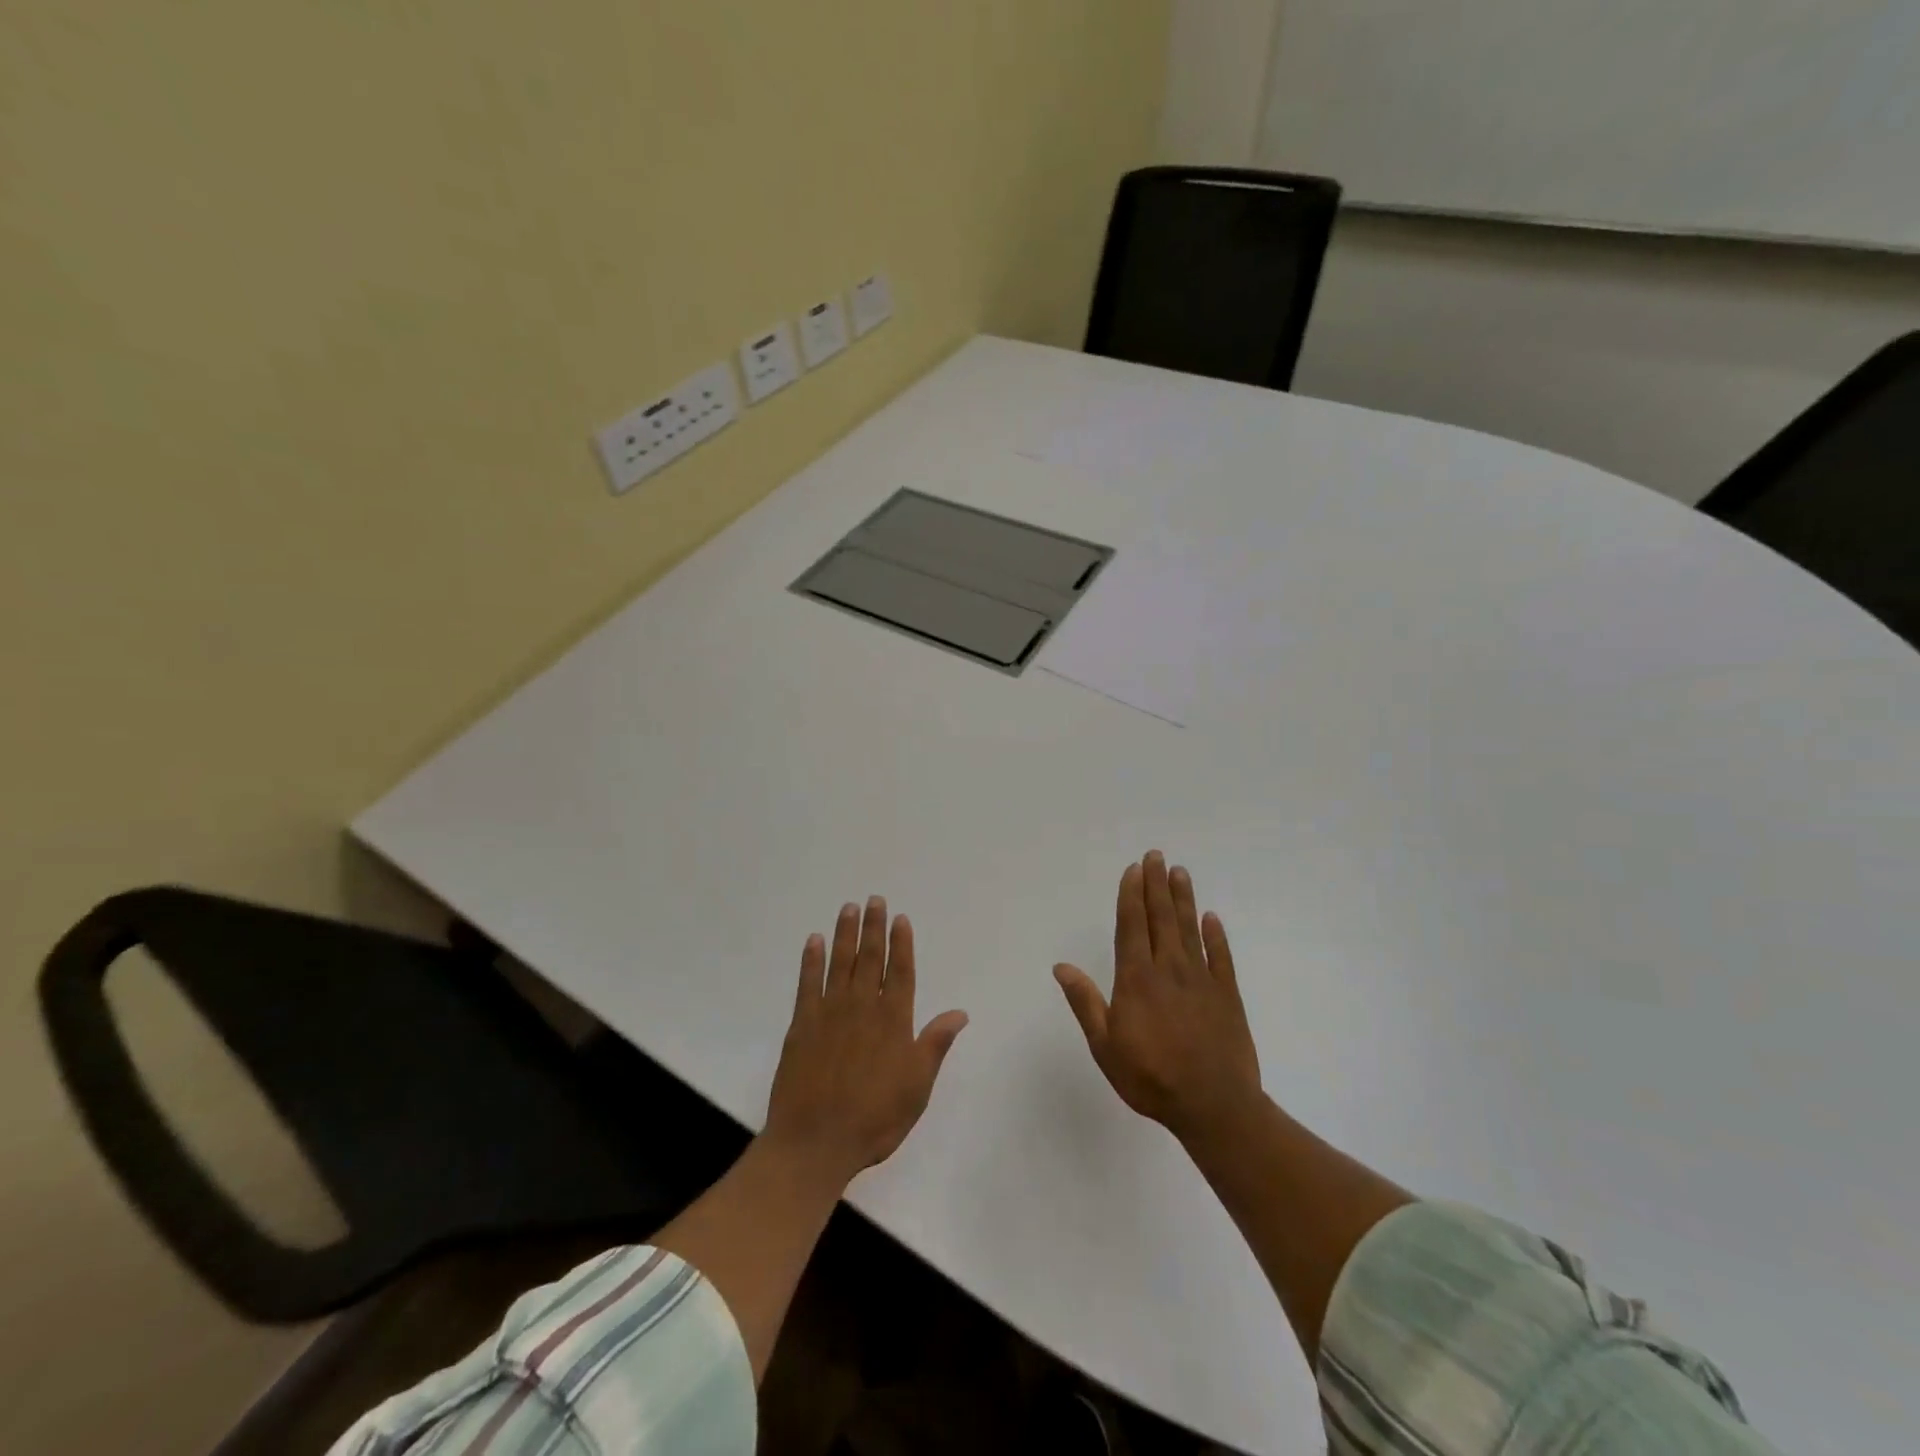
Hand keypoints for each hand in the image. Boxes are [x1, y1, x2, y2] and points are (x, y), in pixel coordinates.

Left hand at [763, 896, 968, 1189]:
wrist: (815, 1142)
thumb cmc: (874, 1118)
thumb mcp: (917, 1087)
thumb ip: (935, 1044)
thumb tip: (960, 1012)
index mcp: (893, 1021)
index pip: (901, 971)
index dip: (901, 943)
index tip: (900, 918)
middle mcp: (862, 1007)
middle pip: (870, 958)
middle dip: (874, 927)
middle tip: (874, 899)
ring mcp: (829, 1012)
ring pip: (840, 962)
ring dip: (845, 933)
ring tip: (848, 908)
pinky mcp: (801, 1024)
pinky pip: (807, 983)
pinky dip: (811, 960)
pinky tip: (814, 941)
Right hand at [1054, 852, 1261, 1143]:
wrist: (1214, 1106)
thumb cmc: (1151, 1078)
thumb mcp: (1105, 1046)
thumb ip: (1085, 1002)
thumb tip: (1061, 966)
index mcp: (1137, 979)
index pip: (1132, 926)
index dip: (1131, 896)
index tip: (1133, 870)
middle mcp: (1169, 970)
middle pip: (1161, 918)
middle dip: (1156, 885)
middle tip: (1156, 856)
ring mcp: (1201, 980)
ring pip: (1190, 930)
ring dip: (1183, 899)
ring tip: (1180, 872)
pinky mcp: (1227, 995)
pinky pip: (1221, 957)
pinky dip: (1216, 936)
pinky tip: (1211, 918)